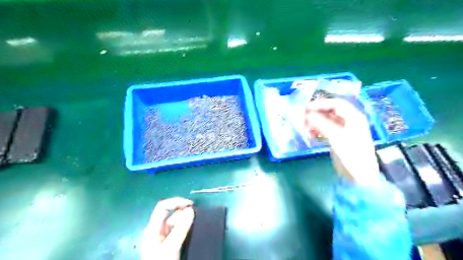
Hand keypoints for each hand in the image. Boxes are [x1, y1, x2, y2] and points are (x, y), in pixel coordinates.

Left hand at [140, 198, 193, 258]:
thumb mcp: (170, 248)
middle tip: (197, 215)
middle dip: (184, 212)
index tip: (192, 204)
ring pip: (177, 222)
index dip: (176, 202)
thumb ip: (180, 229)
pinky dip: (187, 227)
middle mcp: (158, 230)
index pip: (163, 207)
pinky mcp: (170, 243)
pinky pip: (179, 230)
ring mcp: (164, 237)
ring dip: (187, 220)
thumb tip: (191, 209)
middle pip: (171, 214)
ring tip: (198, 222)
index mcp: (153, 228)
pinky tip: (194, 230)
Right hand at [305, 98, 378, 184]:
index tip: (307, 108)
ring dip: (316, 122)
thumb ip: (322, 124)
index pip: (336, 104)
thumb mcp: (336, 136)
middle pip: (331, 111)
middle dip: (317, 113)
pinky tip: (311, 135)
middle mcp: (349, 121)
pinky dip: (318, 130)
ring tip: (306, 127)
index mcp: (354, 117)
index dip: (322, 104)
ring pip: (327, 121)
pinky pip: (326, 130)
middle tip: (303, 117)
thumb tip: (308, 115)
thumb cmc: (351, 153)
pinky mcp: (338, 138)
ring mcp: (343, 130)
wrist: (359, 175)